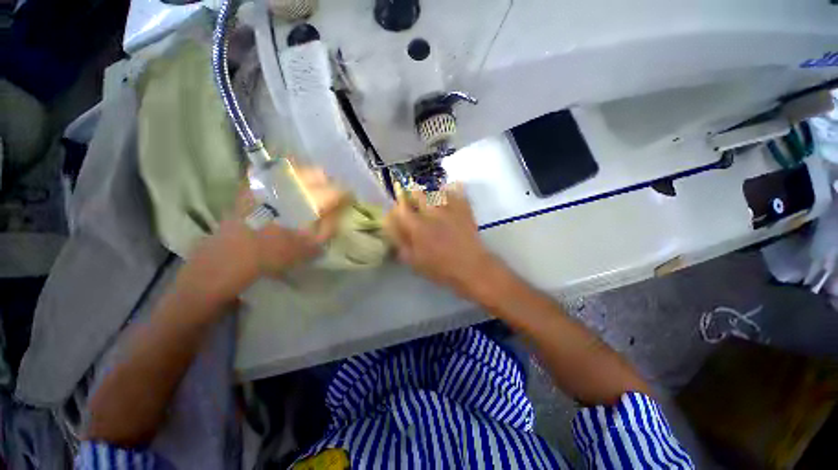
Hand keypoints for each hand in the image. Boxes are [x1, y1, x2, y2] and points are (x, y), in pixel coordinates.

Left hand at [177, 167, 344, 305]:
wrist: (232, 253)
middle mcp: (288, 184)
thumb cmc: (277, 252)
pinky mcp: (255, 180)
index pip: (336, 190)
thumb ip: (332, 224)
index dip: (346, 195)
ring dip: (310, 178)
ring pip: (299, 167)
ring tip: (311, 192)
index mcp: (306, 201)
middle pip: (318, 172)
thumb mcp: (313, 245)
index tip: (349, 201)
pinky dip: (291, 175)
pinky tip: (291, 188)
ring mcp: (269, 179)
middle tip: (330, 198)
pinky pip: (278, 168)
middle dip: (328, 184)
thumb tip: (341, 208)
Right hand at [384, 184, 502, 298]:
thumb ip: (402, 245)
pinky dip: (453, 189)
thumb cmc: (441, 268)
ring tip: (430, 196)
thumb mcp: (415, 262)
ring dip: (430, 192)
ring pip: (436, 191)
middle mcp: (432, 213)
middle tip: (412, 199)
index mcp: (417, 227)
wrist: (471, 268)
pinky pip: (457, 193)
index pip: (402, 208)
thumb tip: (393, 231)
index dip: (397, 206)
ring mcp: (449, 209)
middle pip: (418, 194)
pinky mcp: (464, 210)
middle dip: (412, 195)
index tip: (397, 208)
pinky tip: (450, 190)